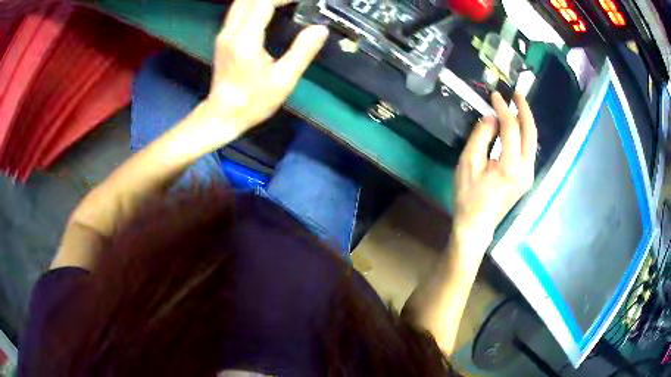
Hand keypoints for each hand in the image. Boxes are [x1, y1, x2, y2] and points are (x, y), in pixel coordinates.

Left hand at [202, 0, 328, 135]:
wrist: (222, 115)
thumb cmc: (253, 101)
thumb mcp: (284, 80)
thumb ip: (303, 51)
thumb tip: (320, 29)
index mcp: (246, 39)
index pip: (263, 3)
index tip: (299, 1)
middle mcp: (231, 31)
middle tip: (291, 2)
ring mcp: (224, 34)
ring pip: (240, 3)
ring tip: (282, 4)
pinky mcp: (222, 39)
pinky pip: (238, 11)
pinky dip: (253, 5)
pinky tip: (267, 11)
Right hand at [452, 92, 536, 243]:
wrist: (476, 225)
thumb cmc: (468, 196)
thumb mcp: (469, 162)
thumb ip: (482, 135)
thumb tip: (492, 117)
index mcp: (511, 166)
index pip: (511, 128)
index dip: (504, 109)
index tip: (495, 96)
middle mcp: (526, 169)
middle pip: (531, 133)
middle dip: (524, 110)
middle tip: (517, 94)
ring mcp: (529, 175)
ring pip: (533, 141)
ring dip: (526, 121)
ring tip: (517, 105)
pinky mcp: (526, 178)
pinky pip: (529, 150)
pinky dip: (524, 134)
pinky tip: (516, 126)